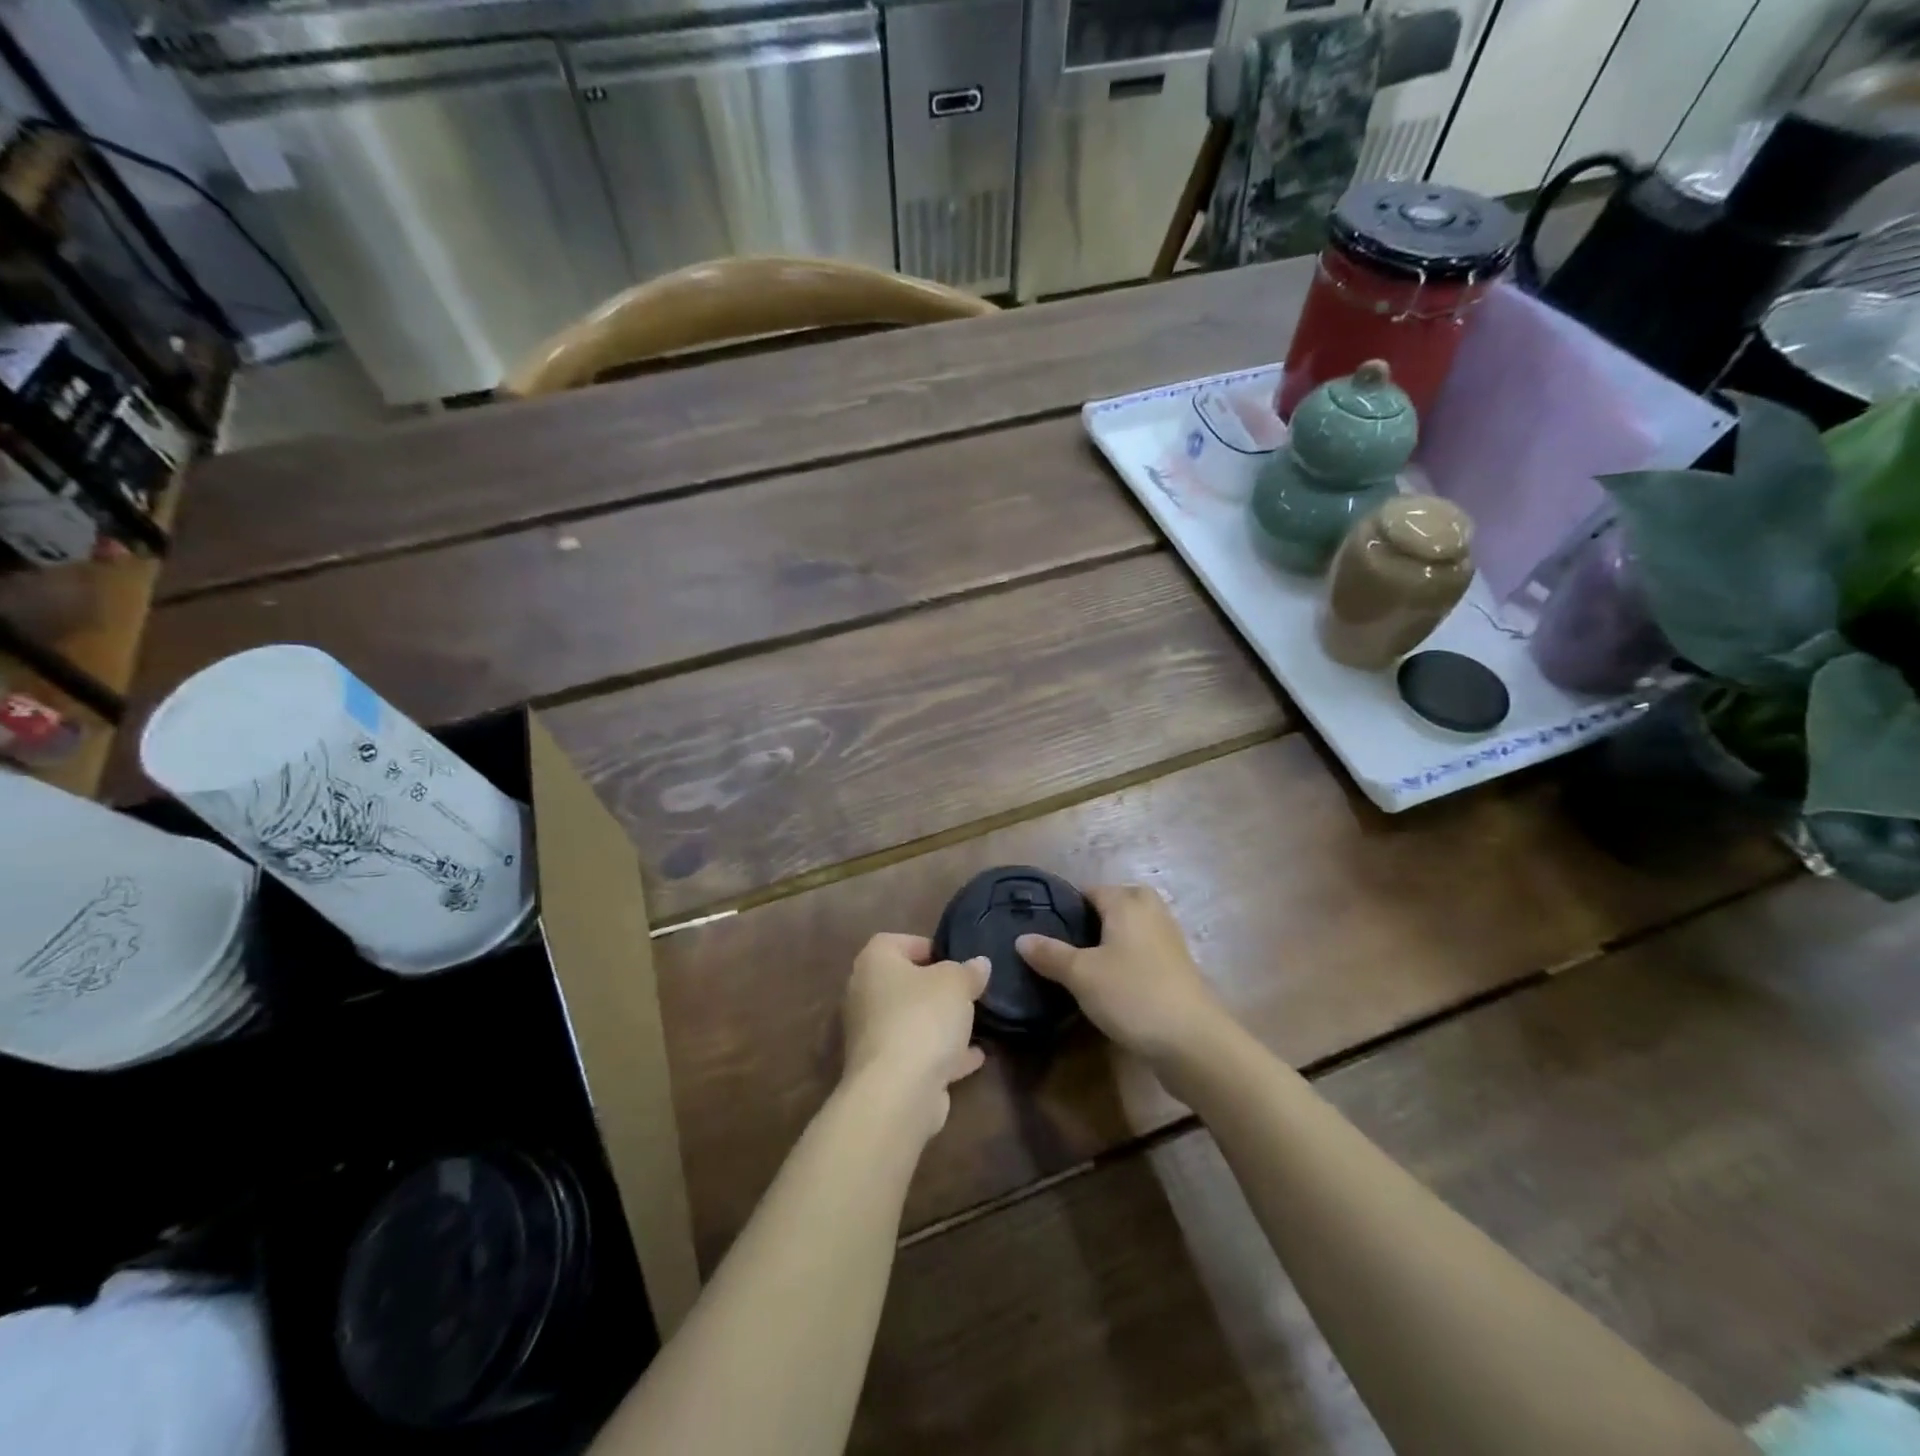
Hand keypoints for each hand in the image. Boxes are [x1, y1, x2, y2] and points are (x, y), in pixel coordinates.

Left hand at [842, 934, 990, 1139]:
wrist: (898, 1092)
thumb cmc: (923, 1018)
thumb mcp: (956, 983)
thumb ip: (968, 971)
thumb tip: (978, 964)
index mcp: (874, 962)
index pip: (896, 941)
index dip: (927, 946)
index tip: (956, 959)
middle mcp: (865, 995)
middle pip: (904, 983)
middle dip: (936, 988)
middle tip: (967, 991)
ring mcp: (871, 1035)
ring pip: (911, 1021)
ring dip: (940, 1024)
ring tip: (976, 1023)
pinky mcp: (884, 1071)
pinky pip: (917, 1053)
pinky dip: (942, 1054)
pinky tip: (975, 1057)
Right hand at [1017, 885, 1225, 1062]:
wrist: (1193, 1041)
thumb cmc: (1132, 995)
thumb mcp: (1081, 975)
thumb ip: (1050, 954)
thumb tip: (1021, 938)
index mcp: (1127, 903)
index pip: (1091, 890)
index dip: (1067, 904)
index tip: (1044, 924)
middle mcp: (1151, 912)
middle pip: (1118, 902)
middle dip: (1095, 916)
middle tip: (1068, 942)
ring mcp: (1169, 939)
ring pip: (1134, 926)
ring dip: (1113, 938)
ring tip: (1085, 962)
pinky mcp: (1178, 967)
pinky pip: (1145, 949)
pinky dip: (1129, 957)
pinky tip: (1113, 982)